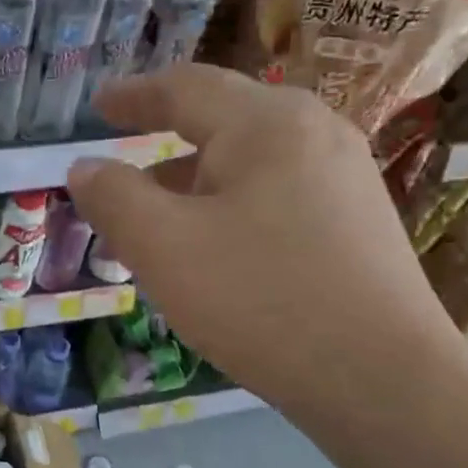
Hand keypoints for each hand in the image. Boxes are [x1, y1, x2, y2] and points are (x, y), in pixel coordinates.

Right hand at [66, 65, 467, 426]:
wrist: (383, 380)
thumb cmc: (260, 300)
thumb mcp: (163, 247)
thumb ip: (113, 198)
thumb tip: (84, 167)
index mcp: (266, 123)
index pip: (185, 87)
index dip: (133, 95)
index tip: (97, 105)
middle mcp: (314, 132)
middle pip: (222, 121)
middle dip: (163, 145)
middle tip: (120, 173)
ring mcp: (345, 177)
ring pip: (249, 163)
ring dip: (194, 184)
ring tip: (157, 224)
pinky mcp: (359, 221)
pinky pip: (277, 193)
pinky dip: (230, 207)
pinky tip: (215, 251)